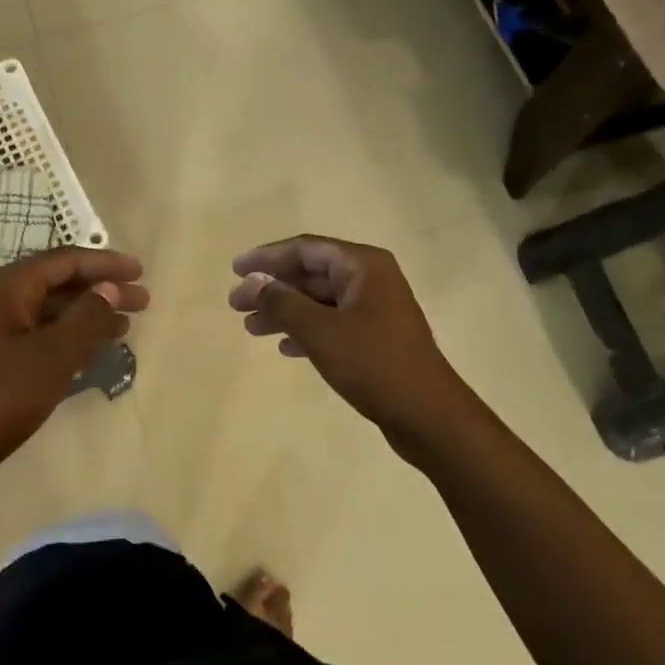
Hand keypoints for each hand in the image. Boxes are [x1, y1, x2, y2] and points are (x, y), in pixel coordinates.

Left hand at [0, 247, 147, 495]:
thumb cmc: (5, 394)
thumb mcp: (54, 353)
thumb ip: (87, 316)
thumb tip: (110, 289)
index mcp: (10, 287)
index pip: (66, 261)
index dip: (106, 263)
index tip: (140, 271)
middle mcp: (1, 299)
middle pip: (60, 283)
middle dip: (102, 289)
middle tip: (143, 300)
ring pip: (52, 310)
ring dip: (89, 314)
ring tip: (126, 326)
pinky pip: (43, 333)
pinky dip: (71, 335)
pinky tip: (94, 349)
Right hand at [229, 236, 466, 451]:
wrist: (428, 416)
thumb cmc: (374, 364)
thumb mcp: (320, 331)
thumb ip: (282, 302)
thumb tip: (252, 281)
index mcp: (363, 266)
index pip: (305, 249)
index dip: (267, 258)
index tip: (235, 269)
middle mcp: (371, 279)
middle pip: (311, 274)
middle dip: (272, 288)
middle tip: (235, 305)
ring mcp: (376, 309)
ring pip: (319, 301)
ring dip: (285, 312)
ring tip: (251, 329)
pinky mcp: (376, 338)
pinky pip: (332, 323)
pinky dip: (306, 331)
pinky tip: (285, 348)